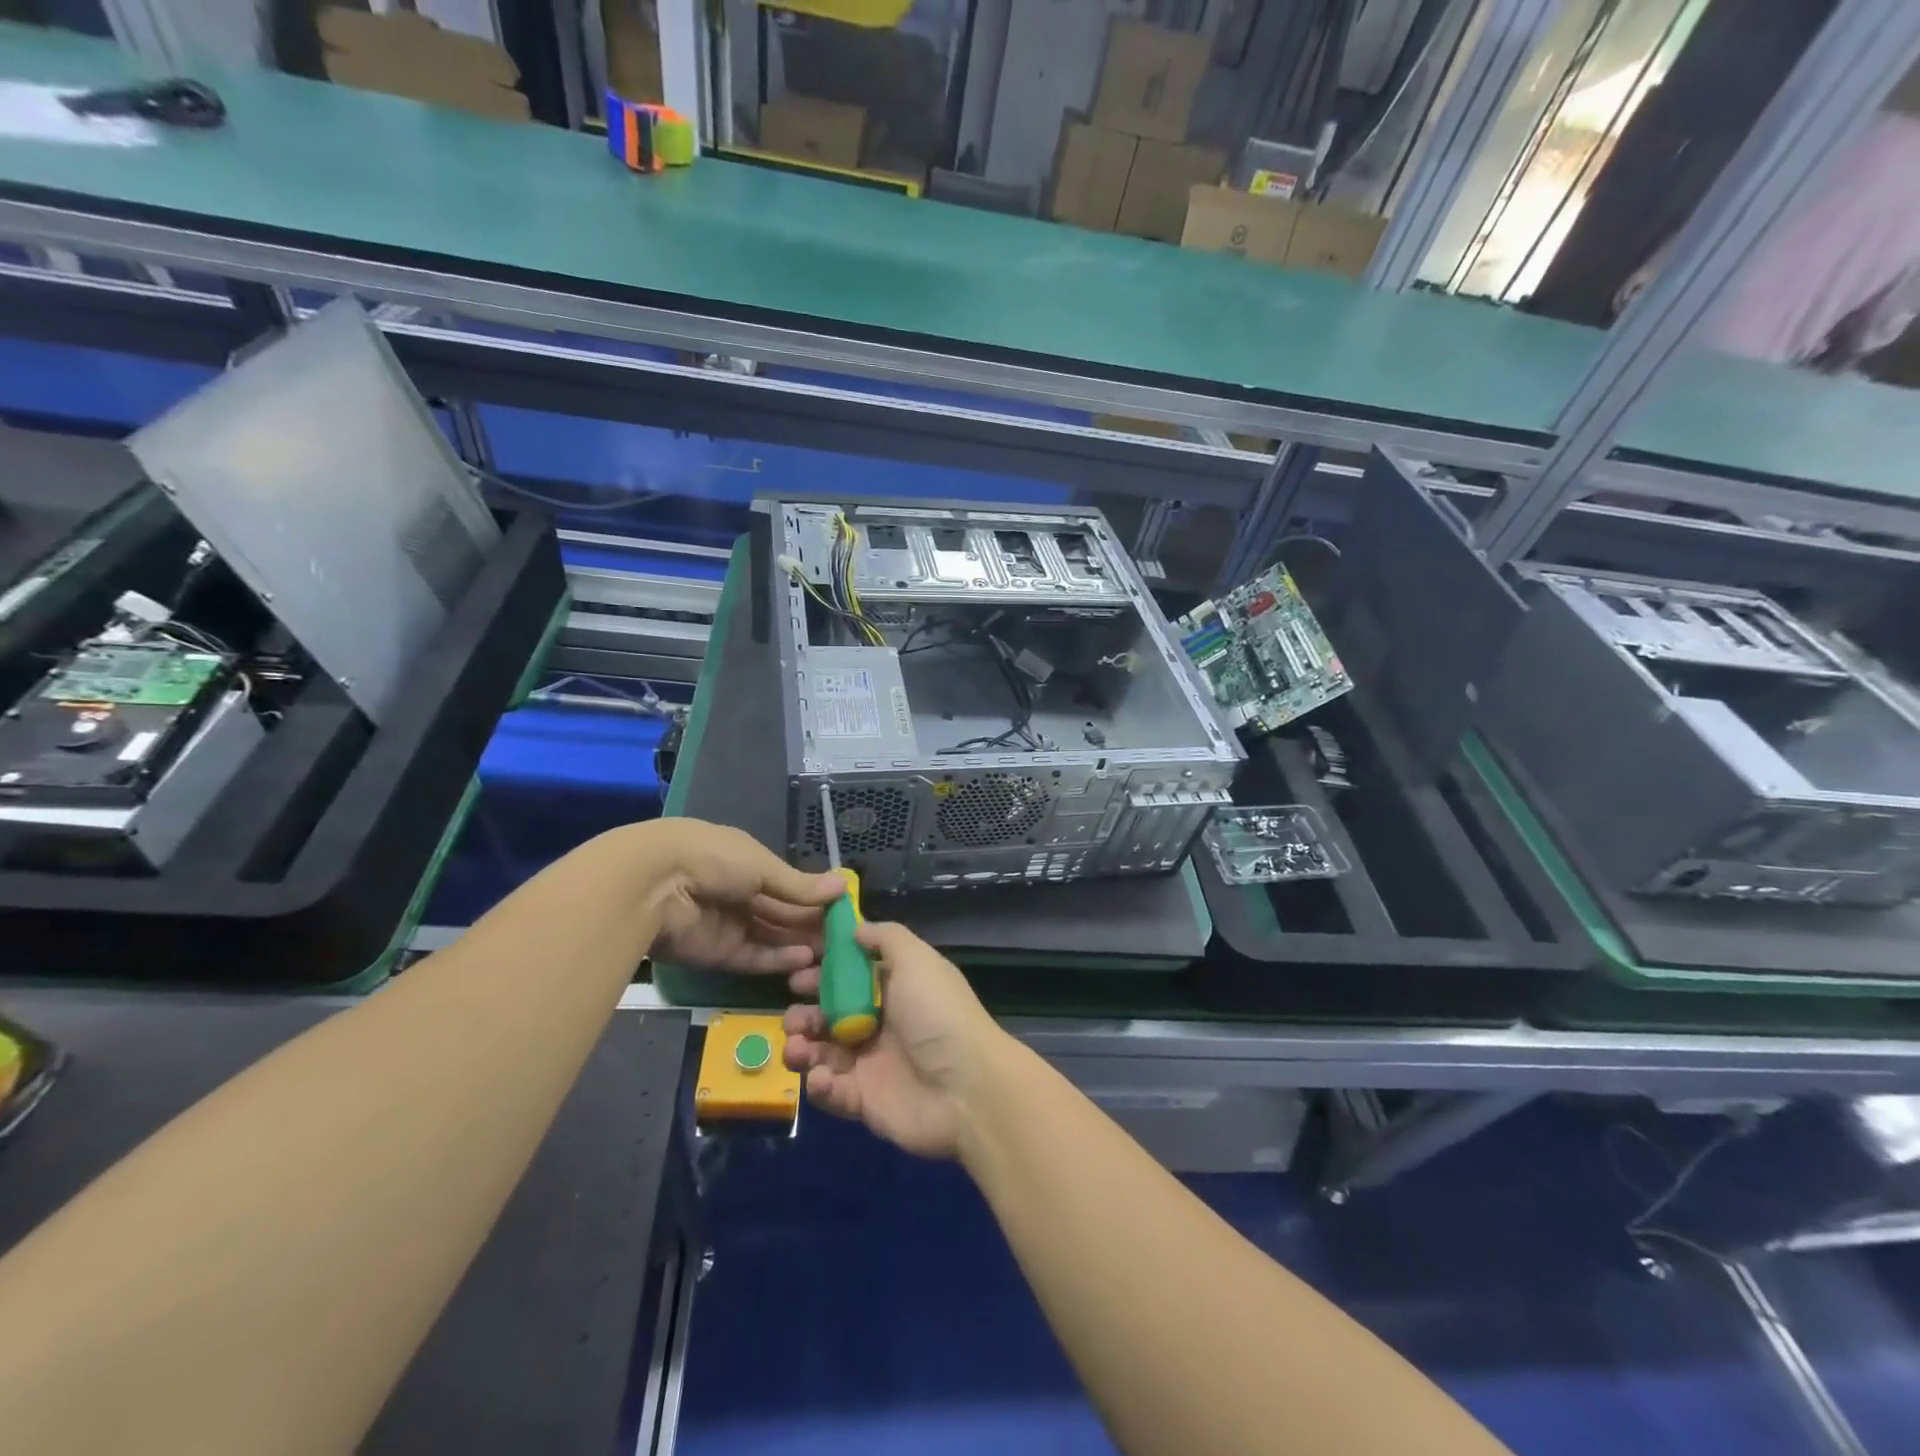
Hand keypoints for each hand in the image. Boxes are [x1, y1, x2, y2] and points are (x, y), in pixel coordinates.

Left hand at [644, 820, 844, 974]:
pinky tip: (804, 959)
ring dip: (799, 944)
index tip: (843, 909)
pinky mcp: (718, 955)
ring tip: (831, 954)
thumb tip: (842, 886)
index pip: (788, 883)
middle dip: (811, 924)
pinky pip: (755, 958)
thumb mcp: (764, 866)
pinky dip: (778, 959)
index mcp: (747, 863)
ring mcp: (728, 925)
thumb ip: (801, 885)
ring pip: (771, 938)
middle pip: (782, 913)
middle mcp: (739, 893)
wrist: (656, 884)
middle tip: (845, 939)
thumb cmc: (715, 859)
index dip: (814, 896)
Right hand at [783, 920, 1006, 1158]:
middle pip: (830, 1016)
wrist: (967, 1088)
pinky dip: (820, 1085)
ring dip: (803, 1048)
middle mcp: (881, 1024)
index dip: (823, 973)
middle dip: (805, 1015)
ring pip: (823, 1054)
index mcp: (895, 990)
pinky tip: (820, 1078)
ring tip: (796, 1047)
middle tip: (793, 1017)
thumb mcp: (916, 960)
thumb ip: (886, 938)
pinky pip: (832, 1092)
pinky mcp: (865, 1102)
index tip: (798, 972)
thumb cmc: (938, 1014)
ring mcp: (872, 1065)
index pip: (850, 978)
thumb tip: (856, 928)